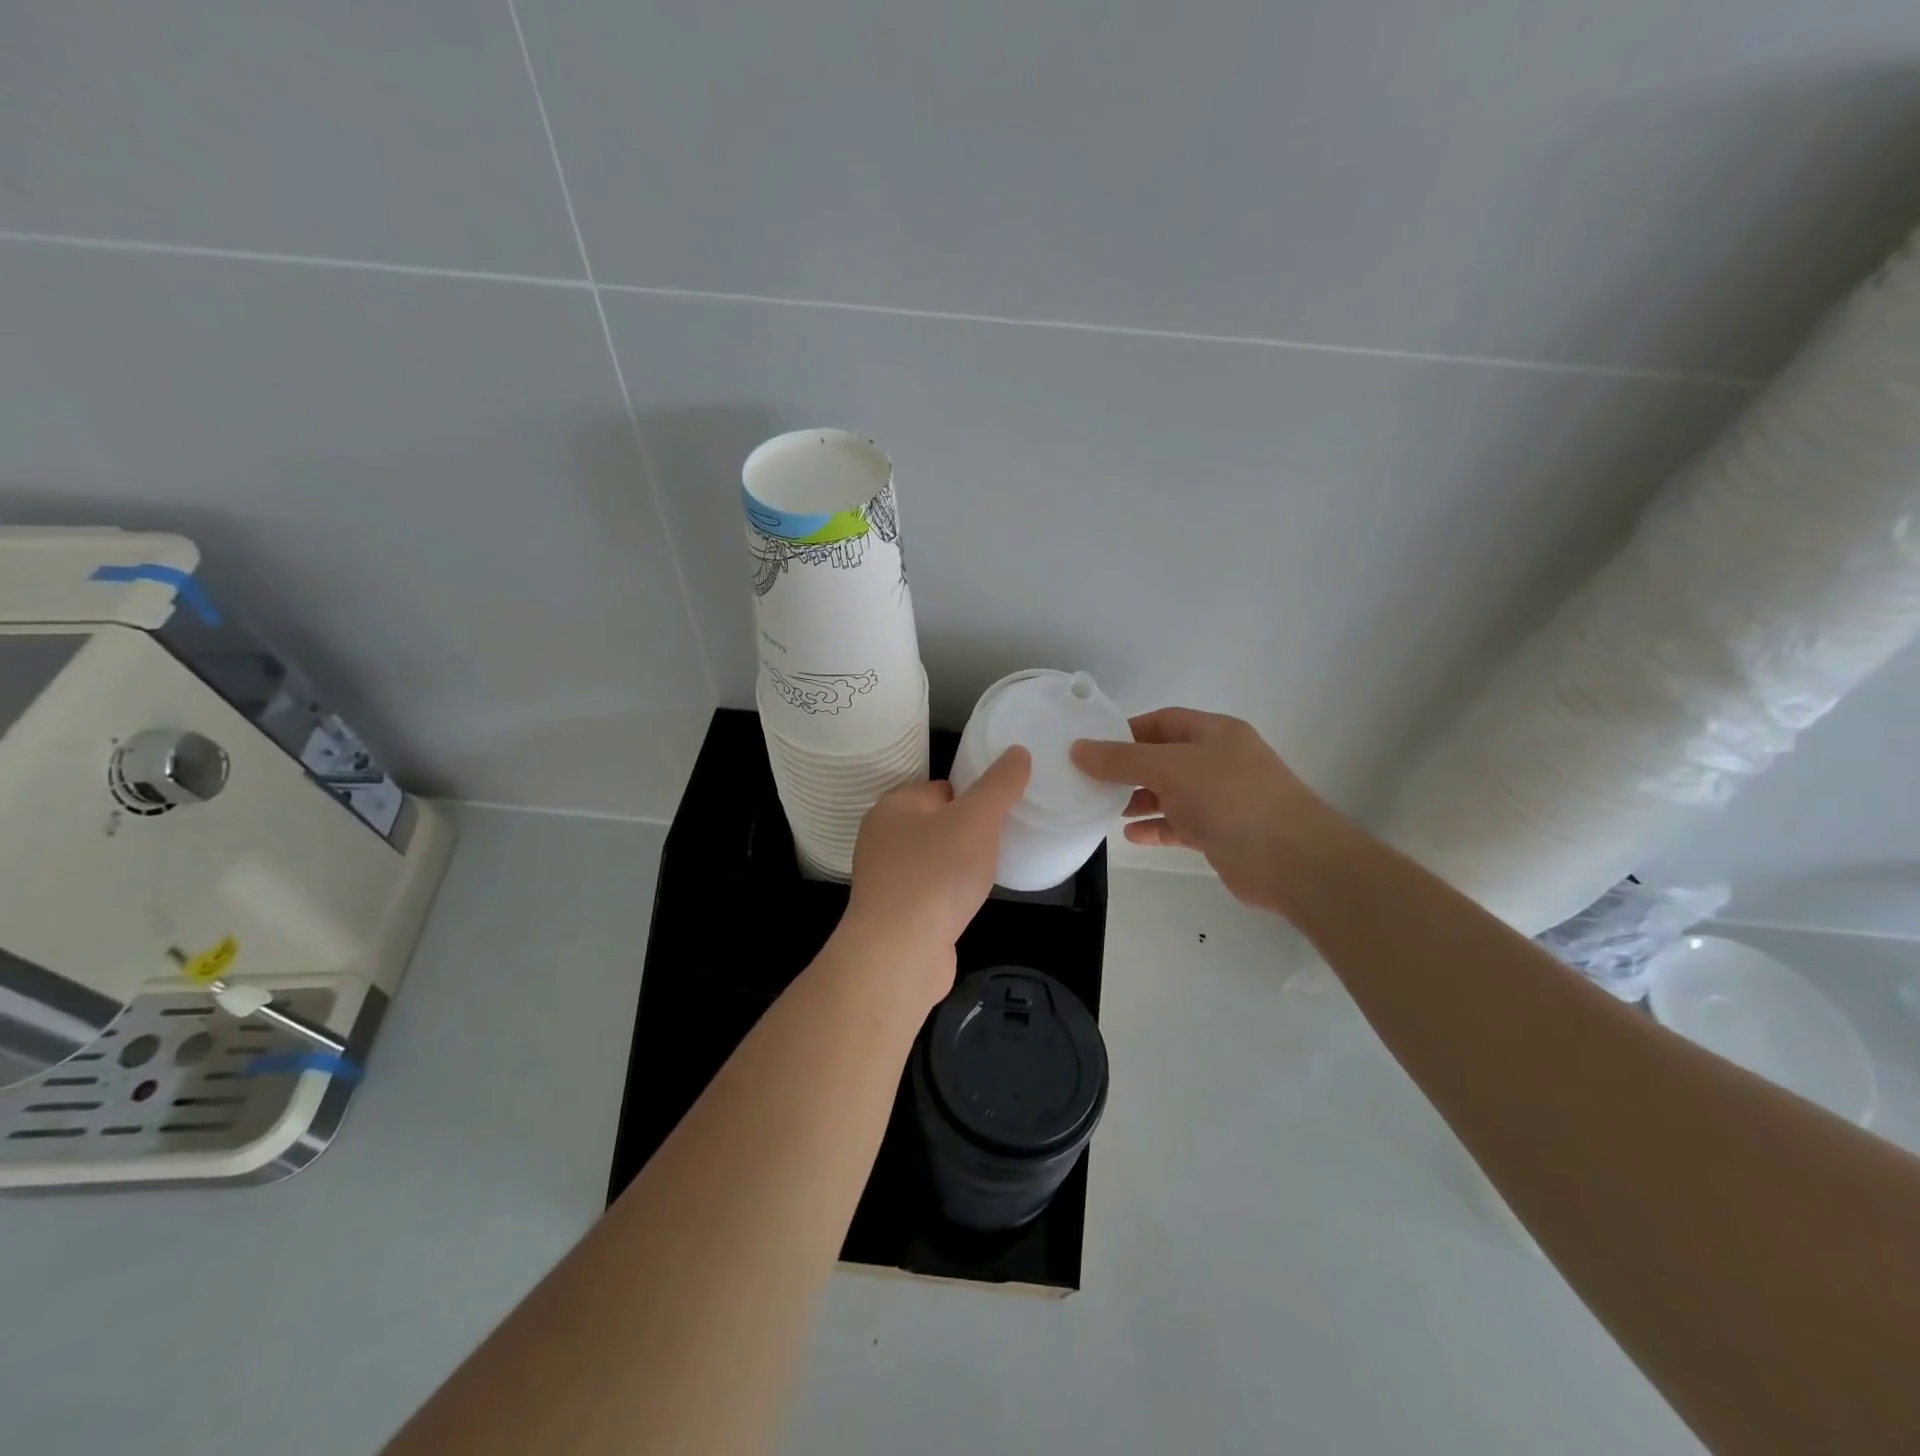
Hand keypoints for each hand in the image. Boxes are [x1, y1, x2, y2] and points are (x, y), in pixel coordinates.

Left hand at [842, 747, 1031, 1002]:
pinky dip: (950, 895)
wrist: (901, 954)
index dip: (973, 796)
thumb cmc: (937, 874)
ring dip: (960, 865)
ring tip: (989, 873)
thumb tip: (1018, 752)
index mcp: (892, 807)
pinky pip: (930, 892)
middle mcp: (881, 839)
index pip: (940, 788)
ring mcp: (885, 880)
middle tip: (1001, 841)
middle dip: (968, 832)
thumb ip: (999, 785)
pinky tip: (968, 903)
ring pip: (933, 859)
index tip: (1002, 811)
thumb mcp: (977, 819)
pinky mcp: (895, 915)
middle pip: (937, 823)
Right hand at [1071, 708, 1349, 915]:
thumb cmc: (1231, 798)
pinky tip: (1131, 835)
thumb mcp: (1171, 769)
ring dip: (1139, 799)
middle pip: (1164, 757)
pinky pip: (1180, 824)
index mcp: (1215, 733)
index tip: (1092, 746)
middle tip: (1091, 781)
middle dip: (1129, 768)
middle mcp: (1219, 761)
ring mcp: (1222, 799)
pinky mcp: (1221, 833)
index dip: (1127, 730)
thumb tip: (1078, 749)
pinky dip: (1156, 827)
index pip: (1163, 721)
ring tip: (1104, 808)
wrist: (1292, 860)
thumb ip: (1122, 760)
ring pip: (1171, 793)